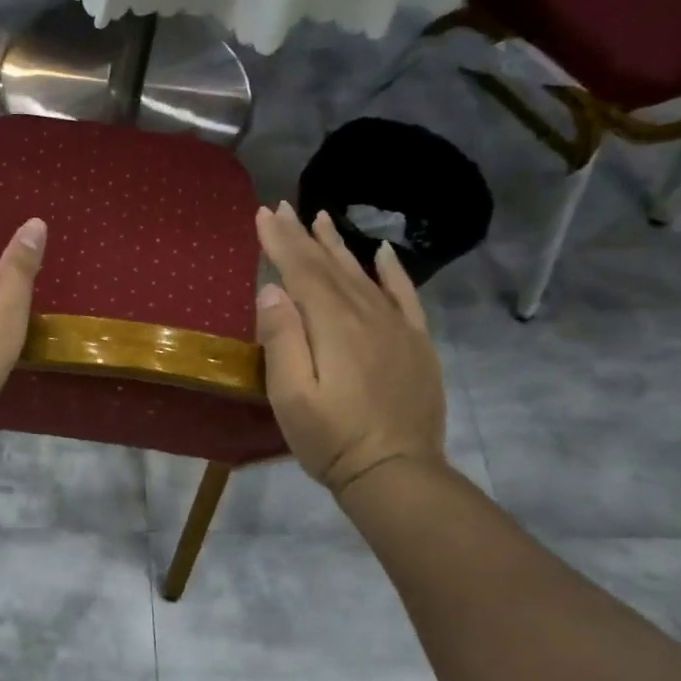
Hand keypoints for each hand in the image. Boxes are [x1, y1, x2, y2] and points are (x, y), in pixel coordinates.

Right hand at [254, 203, 446, 499]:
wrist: (396, 472)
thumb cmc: (331, 438)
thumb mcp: (291, 395)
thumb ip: (282, 339)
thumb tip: (272, 290)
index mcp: (333, 325)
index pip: (302, 271)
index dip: (281, 241)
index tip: (263, 214)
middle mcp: (366, 315)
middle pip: (330, 266)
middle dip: (304, 236)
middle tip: (284, 207)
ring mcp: (396, 327)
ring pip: (363, 275)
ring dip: (339, 245)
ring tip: (322, 218)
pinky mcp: (416, 343)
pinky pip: (404, 296)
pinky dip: (392, 271)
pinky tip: (382, 253)